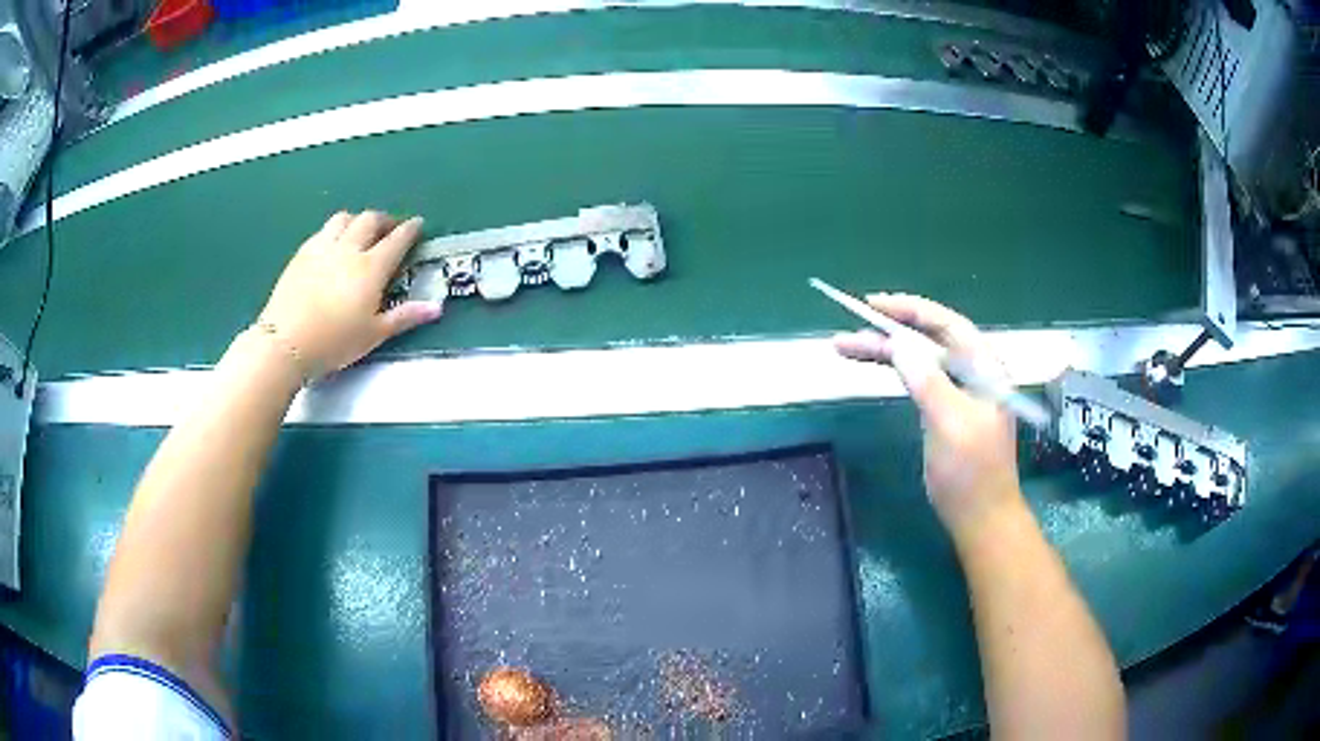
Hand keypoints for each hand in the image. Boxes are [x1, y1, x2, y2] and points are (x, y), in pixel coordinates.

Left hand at [259, 211, 442, 375]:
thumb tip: (437, 307)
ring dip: (357, 220)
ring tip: (360, 232)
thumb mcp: (374, 334)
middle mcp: (349, 249)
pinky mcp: (301, 254)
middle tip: (390, 229)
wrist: (286, 342)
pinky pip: (323, 231)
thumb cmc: (334, 342)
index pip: (397, 239)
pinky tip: (332, 244)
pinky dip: (335, 231)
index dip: (410, 229)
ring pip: (344, 218)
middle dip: (384, 220)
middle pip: (370, 220)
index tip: (418, 224)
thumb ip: (405, 317)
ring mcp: (322, 248)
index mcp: (371, 267)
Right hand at [834, 293, 1021, 541]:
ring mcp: (959, 391)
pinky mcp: (945, 410)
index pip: (946, 324)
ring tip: (845, 347)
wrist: (980, 517)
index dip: (909, 310)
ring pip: (918, 359)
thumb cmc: (971, 472)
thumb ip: (927, 381)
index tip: (872, 304)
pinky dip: (893, 371)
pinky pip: (917, 379)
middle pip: (928, 339)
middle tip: (849, 330)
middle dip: (888, 331)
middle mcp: (972, 371)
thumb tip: (899, 345)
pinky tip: (874, 365)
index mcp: (984, 366)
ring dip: (884, 352)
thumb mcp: (950, 423)